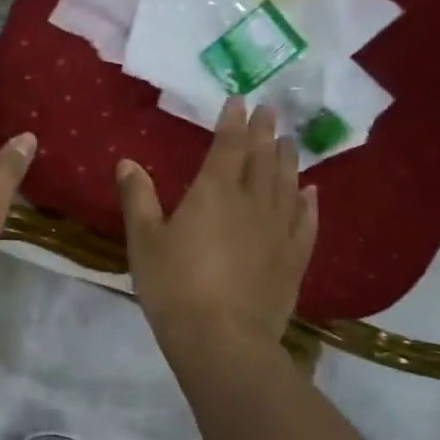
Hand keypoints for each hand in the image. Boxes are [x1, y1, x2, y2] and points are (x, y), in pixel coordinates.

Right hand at [118, 99, 318, 349]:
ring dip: (288, 160)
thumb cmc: (174, 286)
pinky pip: (306, 221)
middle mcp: (252, 203)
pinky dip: (309, 203)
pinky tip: (312, 192)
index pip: (228, 146)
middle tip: (272, 111)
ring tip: (290, 142)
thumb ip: (138, 198)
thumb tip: (128, 162)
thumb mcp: (144, 241)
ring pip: (287, 185)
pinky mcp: (293, 259)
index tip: (239, 100)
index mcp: (213, 193)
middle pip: (263, 159)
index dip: (233, 122)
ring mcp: (278, 231)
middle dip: (265, 133)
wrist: (221, 339)